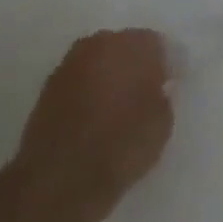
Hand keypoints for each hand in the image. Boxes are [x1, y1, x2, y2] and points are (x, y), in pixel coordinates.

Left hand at [16, 28, 173, 211]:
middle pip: (125, 45)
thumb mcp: (162, 124)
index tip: (174, 81)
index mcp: (134, 45)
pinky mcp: (48, 87)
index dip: (169, 63)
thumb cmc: (122, 147)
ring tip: (120, 102)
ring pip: (100, 60)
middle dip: (137, 62)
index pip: (159, 43)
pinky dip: (90, 89)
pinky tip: (97, 112)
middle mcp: (100, 44)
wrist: (59, 178)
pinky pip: (81, 79)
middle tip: (148, 88)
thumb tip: (157, 88)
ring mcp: (70, 63)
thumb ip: (163, 96)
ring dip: (111, 74)